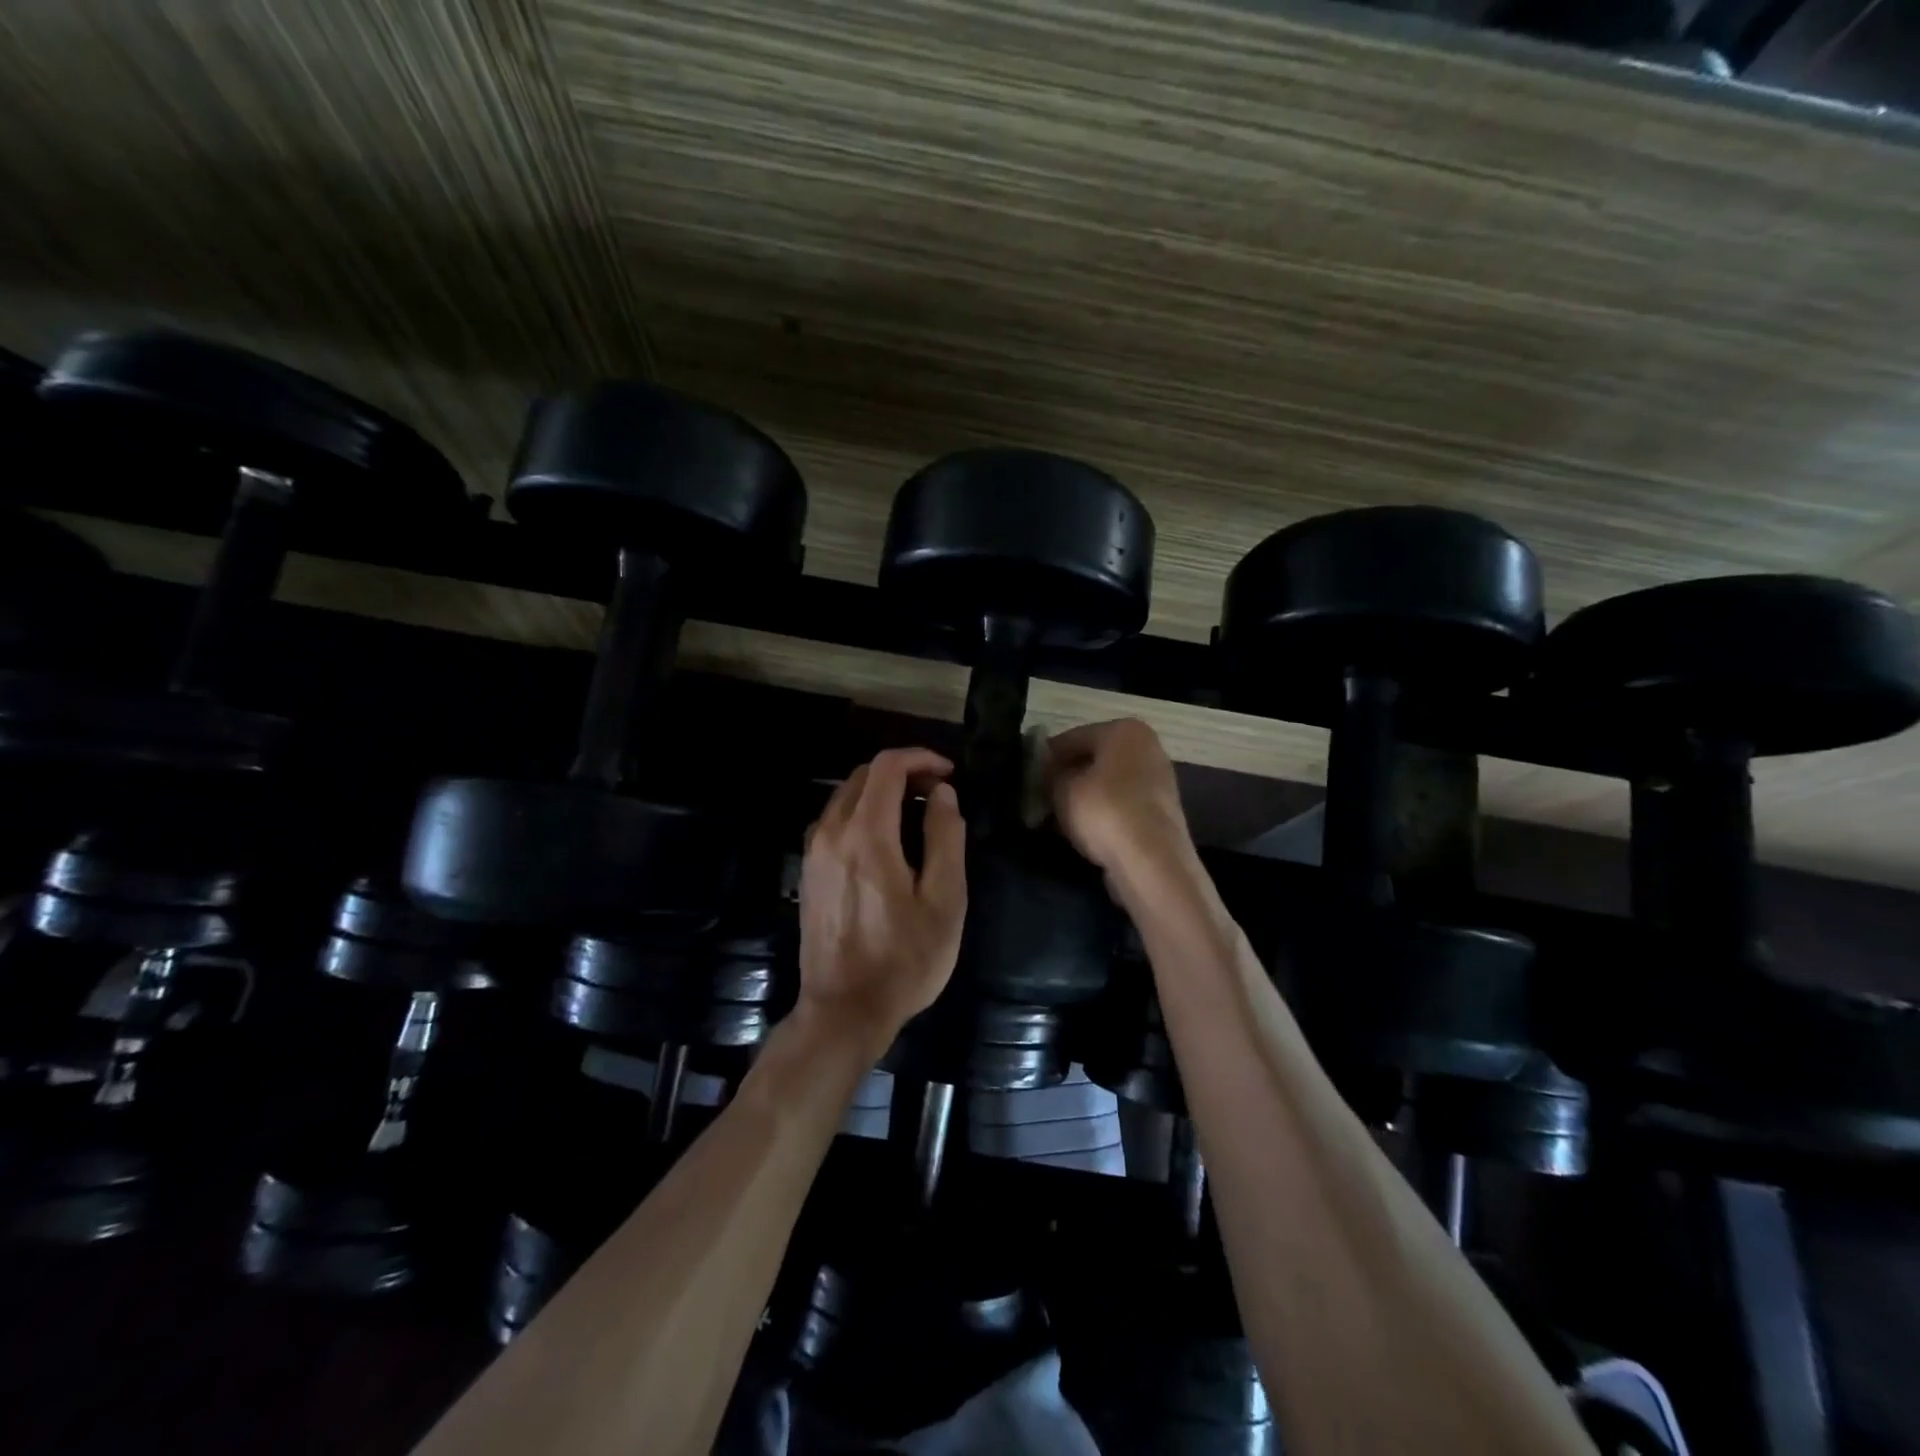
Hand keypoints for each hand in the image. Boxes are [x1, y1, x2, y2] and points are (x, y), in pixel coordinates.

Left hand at [797, 747, 966, 1054]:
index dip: (920, 758)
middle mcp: (831, 832)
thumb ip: (946, 837)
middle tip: (936, 793)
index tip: (948, 774)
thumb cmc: (904, 959)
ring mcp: (813, 852)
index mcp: (866, 834)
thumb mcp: (944, 900)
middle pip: (863, 775)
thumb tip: (942, 794)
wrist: (844, 1011)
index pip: (887, 767)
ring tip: (915, 814)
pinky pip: (834, 821)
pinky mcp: (808, 872)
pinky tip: (885, 840)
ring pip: (845, 796)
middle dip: (902, 772)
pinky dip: (862, 812)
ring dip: (881, 791)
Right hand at [1046, 719, 1192, 876]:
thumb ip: (1049, 774)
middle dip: (1064, 779)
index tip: (1027, 779)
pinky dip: (1099, 815)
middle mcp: (1147, 748)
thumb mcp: (1062, 788)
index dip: (1045, 758)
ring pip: (1105, 785)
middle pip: (1092, 760)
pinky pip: (1119, 806)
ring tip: (1053, 820)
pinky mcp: (1160, 813)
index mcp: (1125, 730)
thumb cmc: (1104, 811)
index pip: (1072, 737)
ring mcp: (1158, 781)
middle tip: (1038, 800)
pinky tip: (1079, 832)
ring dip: (1080, 799)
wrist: (1151, 862)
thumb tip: (1046, 774)